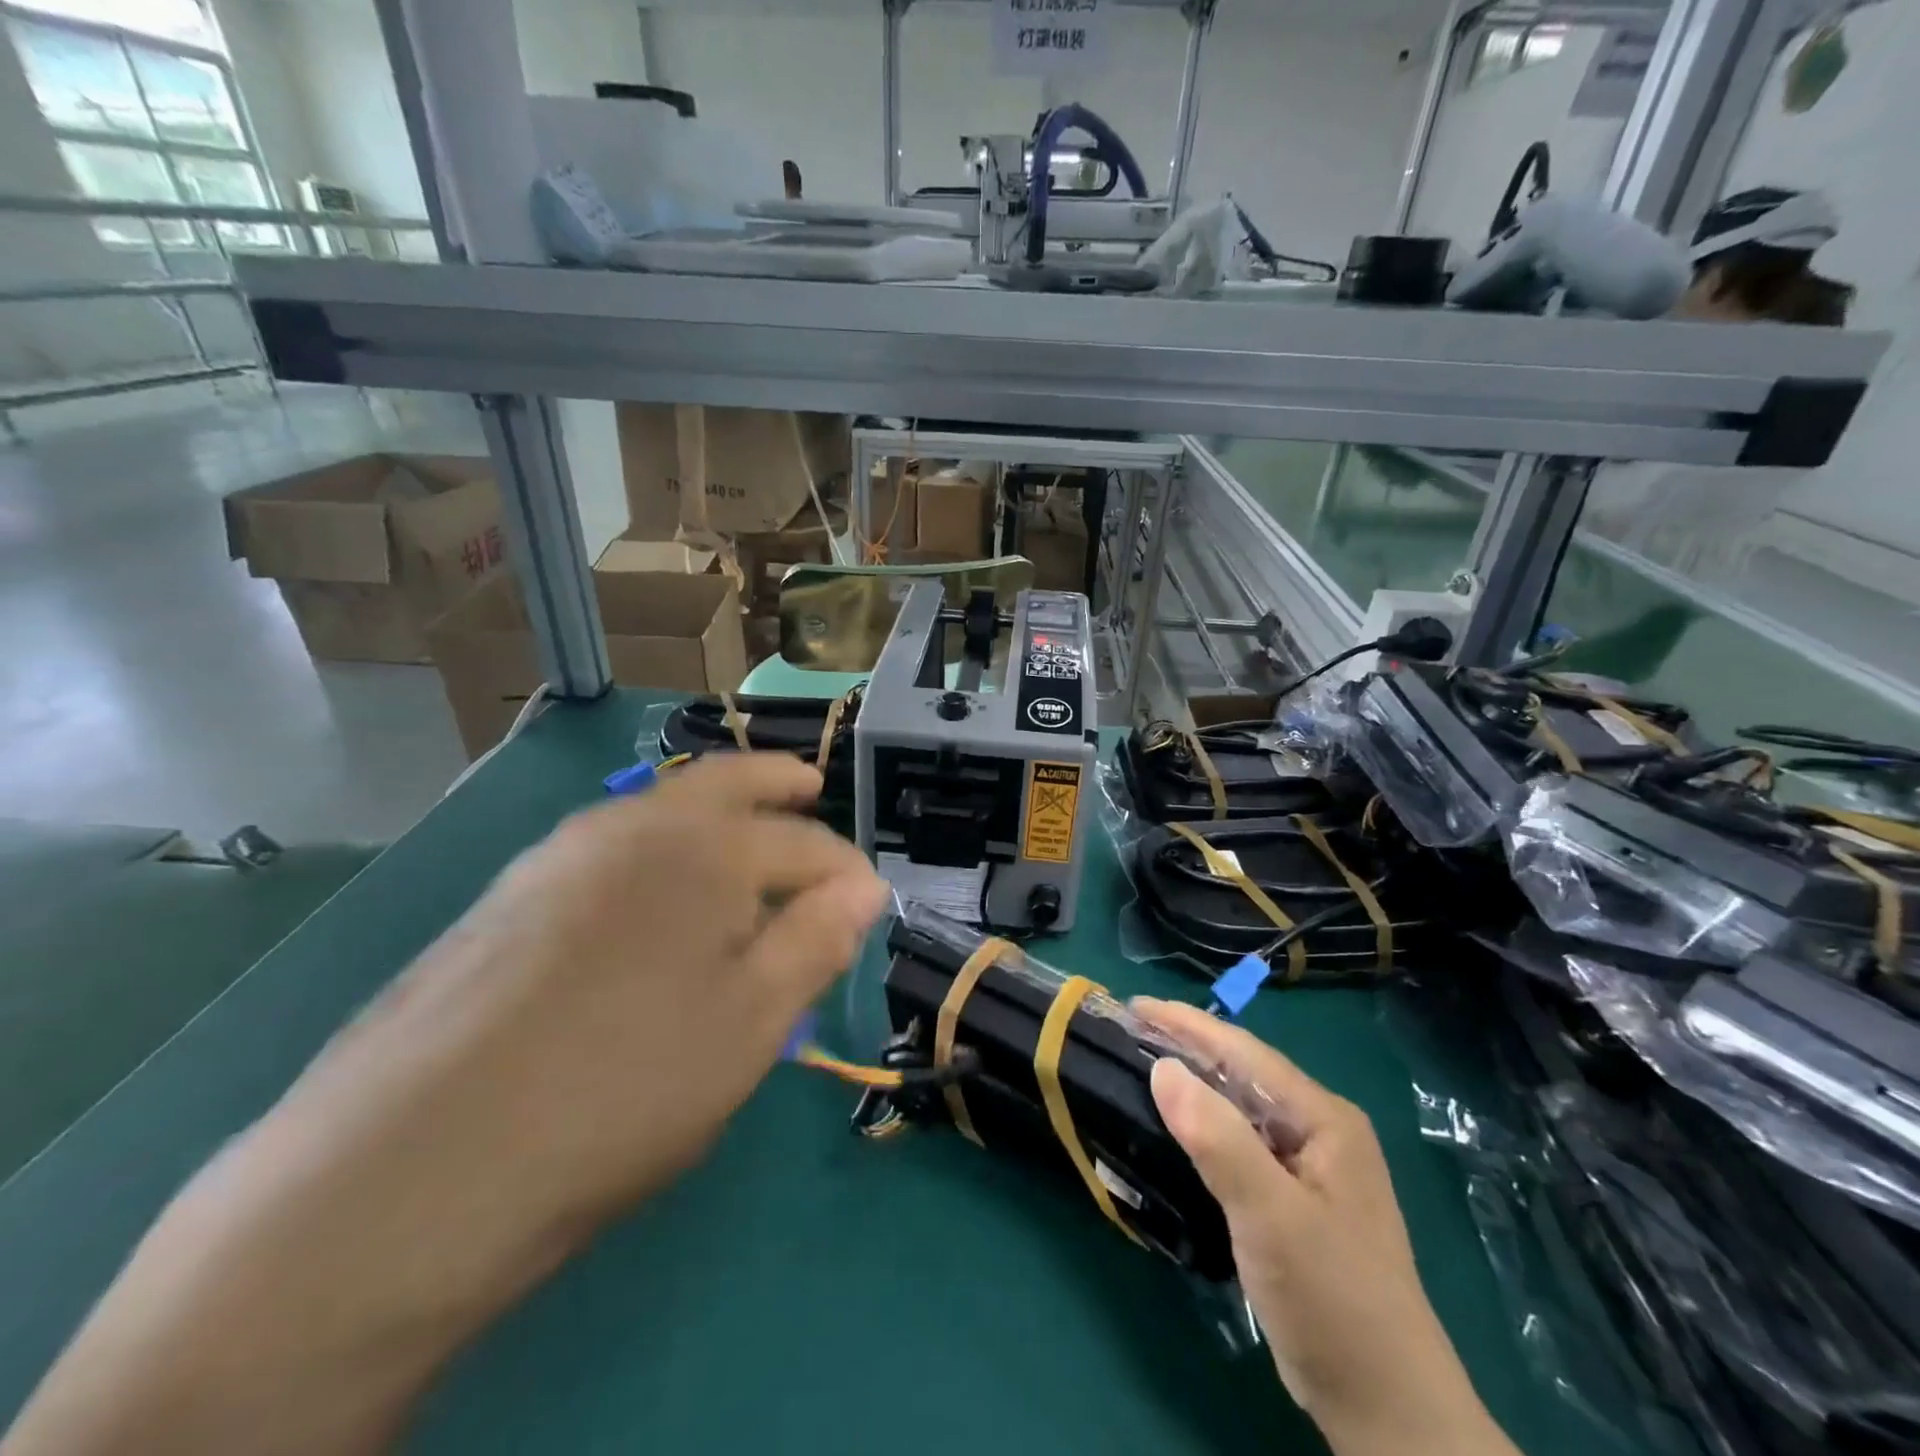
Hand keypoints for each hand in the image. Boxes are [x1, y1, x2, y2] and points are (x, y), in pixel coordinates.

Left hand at [287, 751, 890, 1230]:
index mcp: (705, 849)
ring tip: (742, 846)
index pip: (805, 843)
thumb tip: (863, 888)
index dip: (846, 873)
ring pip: (661, 808)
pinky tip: (655, 896)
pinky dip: (657, 846)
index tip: (868, 905)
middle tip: (811, 787)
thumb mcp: (750, 1025)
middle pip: (727, 781)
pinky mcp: (510, 893)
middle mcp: (633, 825)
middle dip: (778, 780)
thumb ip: (815, 942)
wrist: (410, 1168)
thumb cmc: (622, 1088)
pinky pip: (610, 845)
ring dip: (714, 812)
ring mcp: (561, 852)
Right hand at [1134, 1000, 1515, 1455]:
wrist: (1387, 1412)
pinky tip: (1179, 1129)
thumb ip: (1217, 1138)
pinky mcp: (1297, 1202)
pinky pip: (1241, 1144)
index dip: (1187, 1024)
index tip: (1135, 1007)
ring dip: (1194, 1085)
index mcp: (1324, 1119)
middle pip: (1243, 1074)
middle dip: (1188, 1047)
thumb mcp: (1271, 1216)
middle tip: (1130, 1033)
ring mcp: (1311, 1169)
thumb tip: (1162, 1067)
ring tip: (1144, 1067)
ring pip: (1241, 1109)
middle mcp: (1321, 1132)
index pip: (1244, 1053)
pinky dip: (1205, 1126)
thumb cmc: (1332, 1301)